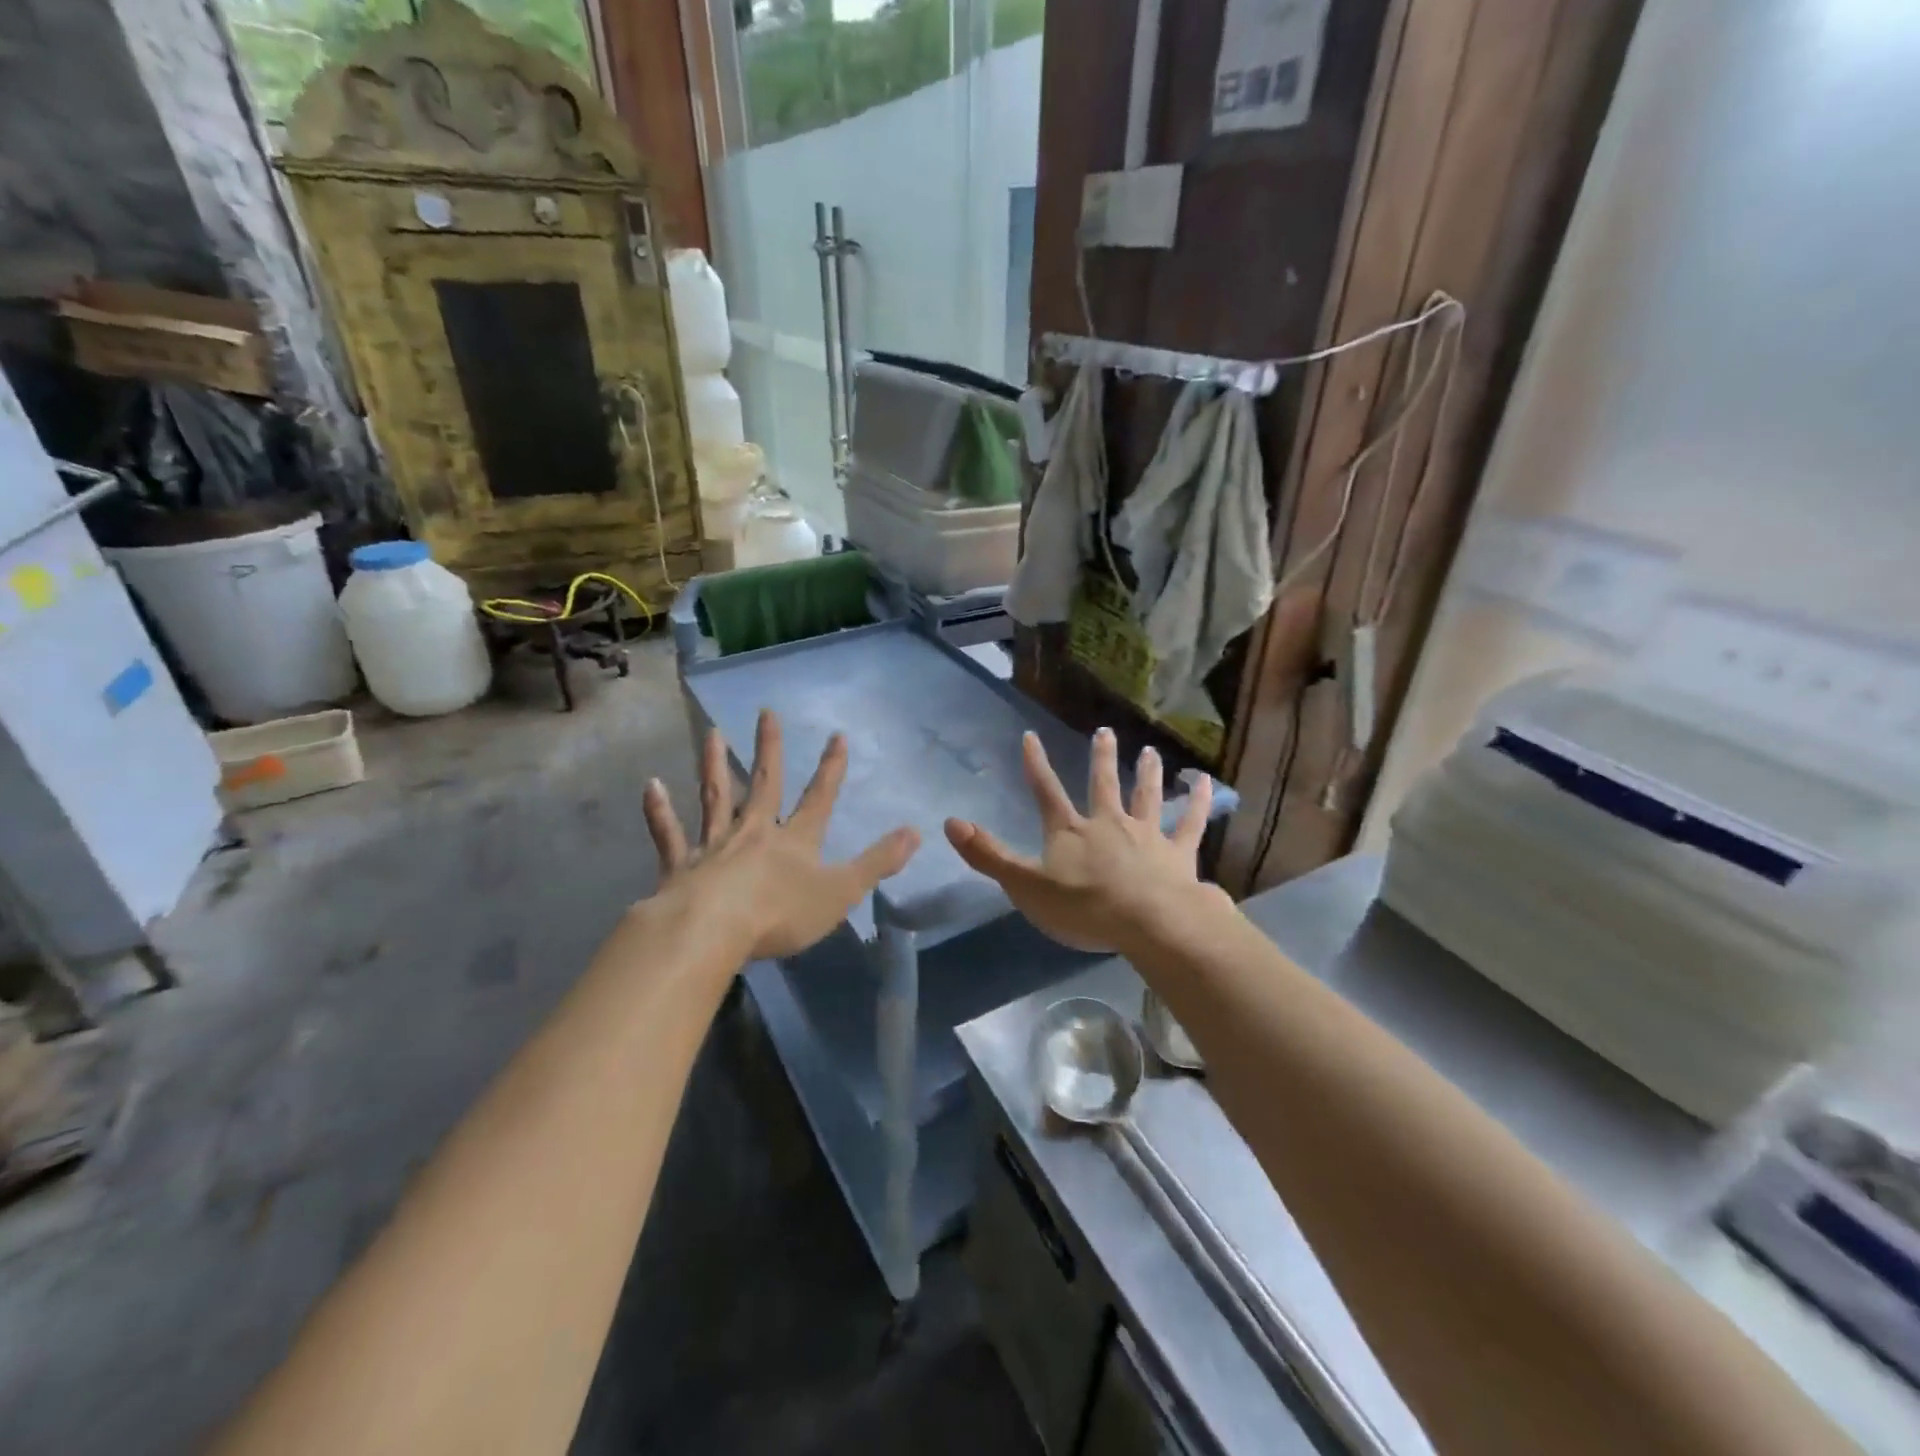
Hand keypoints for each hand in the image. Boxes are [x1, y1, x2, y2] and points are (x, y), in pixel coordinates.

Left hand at [642, 710, 919, 959]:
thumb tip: (916, 832)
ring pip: (715, 798)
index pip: (819, 798)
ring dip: (714, 765)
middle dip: (769, 749)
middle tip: (766, 712)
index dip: (831, 769)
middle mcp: (754, 832)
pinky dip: (659, 811)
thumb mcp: (841, 892)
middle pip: (765, 784)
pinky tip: (651, 786)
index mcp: (795, 841)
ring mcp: (714, 846)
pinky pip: (669, 834)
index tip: (837, 735)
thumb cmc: (780, 914)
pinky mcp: (680, 865)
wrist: (711, 932)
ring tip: (713, 734)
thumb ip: (877, 862)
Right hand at [944, 728, 1227, 952]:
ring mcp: (1146, 834)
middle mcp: (1109, 823)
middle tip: (1104, 732)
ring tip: (1151, 751)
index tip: (1030, 736)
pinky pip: (1189, 822)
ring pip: (1146, 795)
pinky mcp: (1178, 853)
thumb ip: (988, 855)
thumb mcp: (1025, 886)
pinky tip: (1204, 783)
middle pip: (1103, 784)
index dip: (1035, 765)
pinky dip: (1197, 802)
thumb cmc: (1083, 908)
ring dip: (1147, 772)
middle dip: (1101, 758)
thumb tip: (950, 822)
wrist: (1148, 923)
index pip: (1046, 791)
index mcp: (1070, 831)